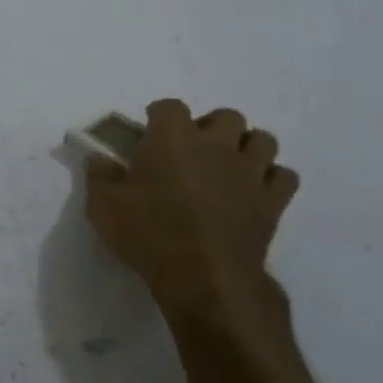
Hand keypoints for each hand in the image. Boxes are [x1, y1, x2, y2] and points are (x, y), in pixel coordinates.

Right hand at [85, 99, 299, 349]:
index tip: (149, 132)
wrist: (204, 276)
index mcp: (172, 137)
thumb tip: (98, 157)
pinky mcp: (273, 201)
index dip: (159, 116)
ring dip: (246, 148)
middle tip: (193, 152)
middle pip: (225, 115)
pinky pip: (284, 176)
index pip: (169, 106)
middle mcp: (216, 144)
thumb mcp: (103, 205)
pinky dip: (271, 179)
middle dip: (211, 128)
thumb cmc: (149, 233)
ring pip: (262, 139)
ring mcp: (250, 171)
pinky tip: (254, 192)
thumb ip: (99, 175)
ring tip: (228, 167)